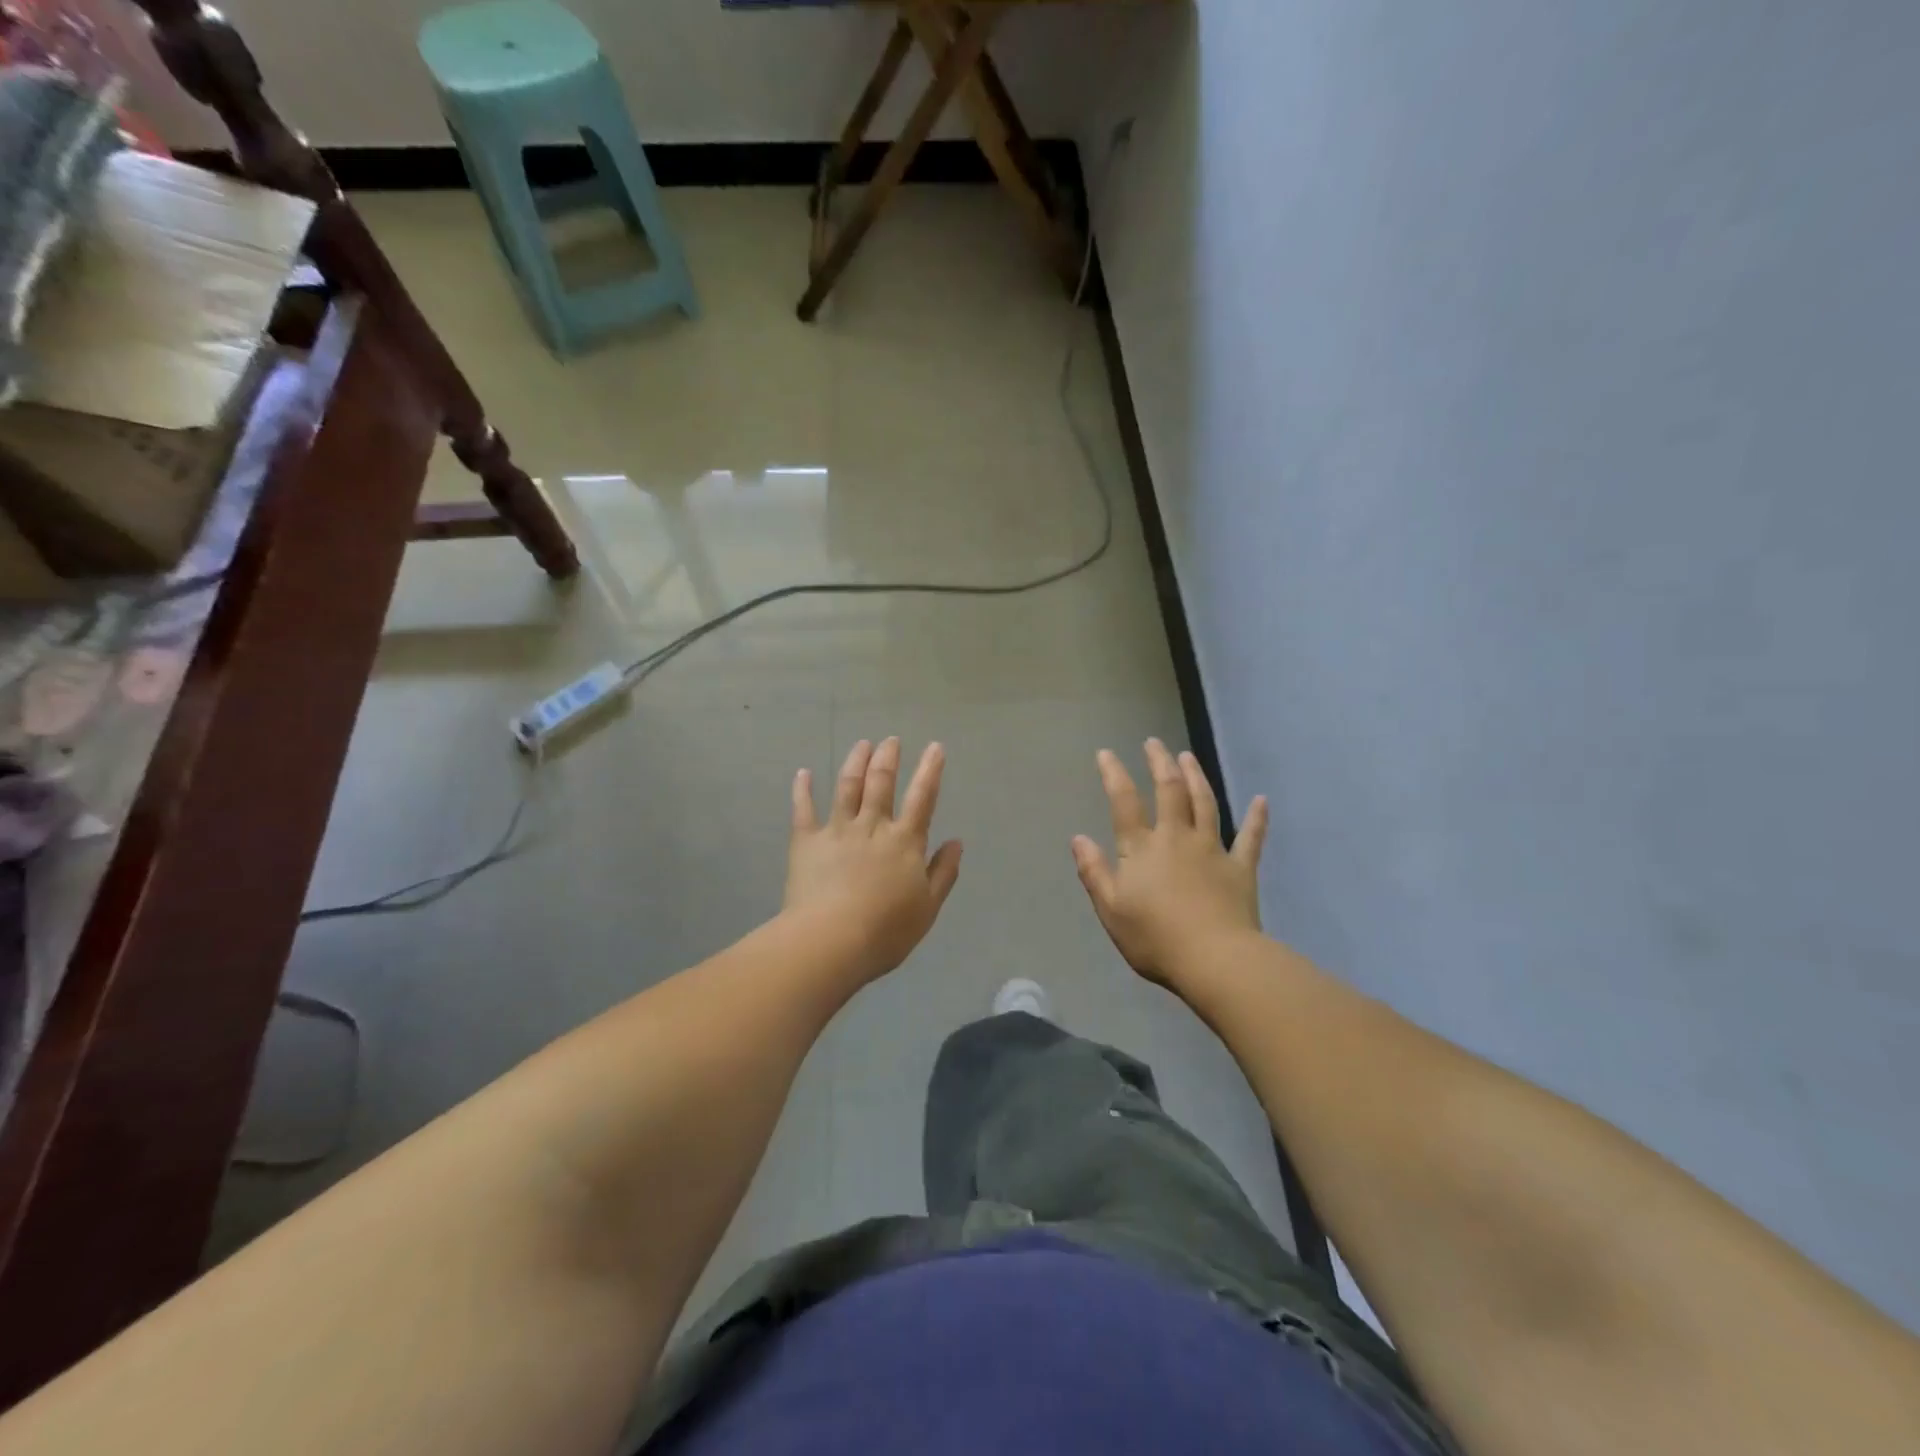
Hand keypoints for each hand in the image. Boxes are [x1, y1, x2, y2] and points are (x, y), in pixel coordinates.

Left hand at [786, 738, 963, 984]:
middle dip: (888, 758)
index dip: (930, 770)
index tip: (935, 747)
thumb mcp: (928, 907)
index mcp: (905, 841)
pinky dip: (803, 789)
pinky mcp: (807, 841)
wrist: (832, 940)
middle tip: (891, 740)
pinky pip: (804, 809)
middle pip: (881, 782)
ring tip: (862, 744)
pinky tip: (804, 773)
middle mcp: (872, 826)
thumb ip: (943, 872)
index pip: (922, 798)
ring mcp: (837, 830)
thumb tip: (957, 842)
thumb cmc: (886, 930)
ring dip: (855, 762)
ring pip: (847, 786)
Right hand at [1072, 739, 1268, 988]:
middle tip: (1154, 742)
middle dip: (1159, 763)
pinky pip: (1251, 838)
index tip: (1106, 753)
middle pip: (1169, 791)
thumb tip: (1078, 838)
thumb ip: (1094, 871)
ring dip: (1196, 776)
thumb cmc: (1155, 939)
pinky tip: (1261, 800)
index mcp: (1142, 849)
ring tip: (1188, 756)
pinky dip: (1256, 818)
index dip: (1114, 774)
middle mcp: (1177, 838)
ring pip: (1205, 803)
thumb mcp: (1111, 909)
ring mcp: (1212, 850)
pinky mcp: (1241, 868)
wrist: (1215, 960)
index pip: (1124, 802)